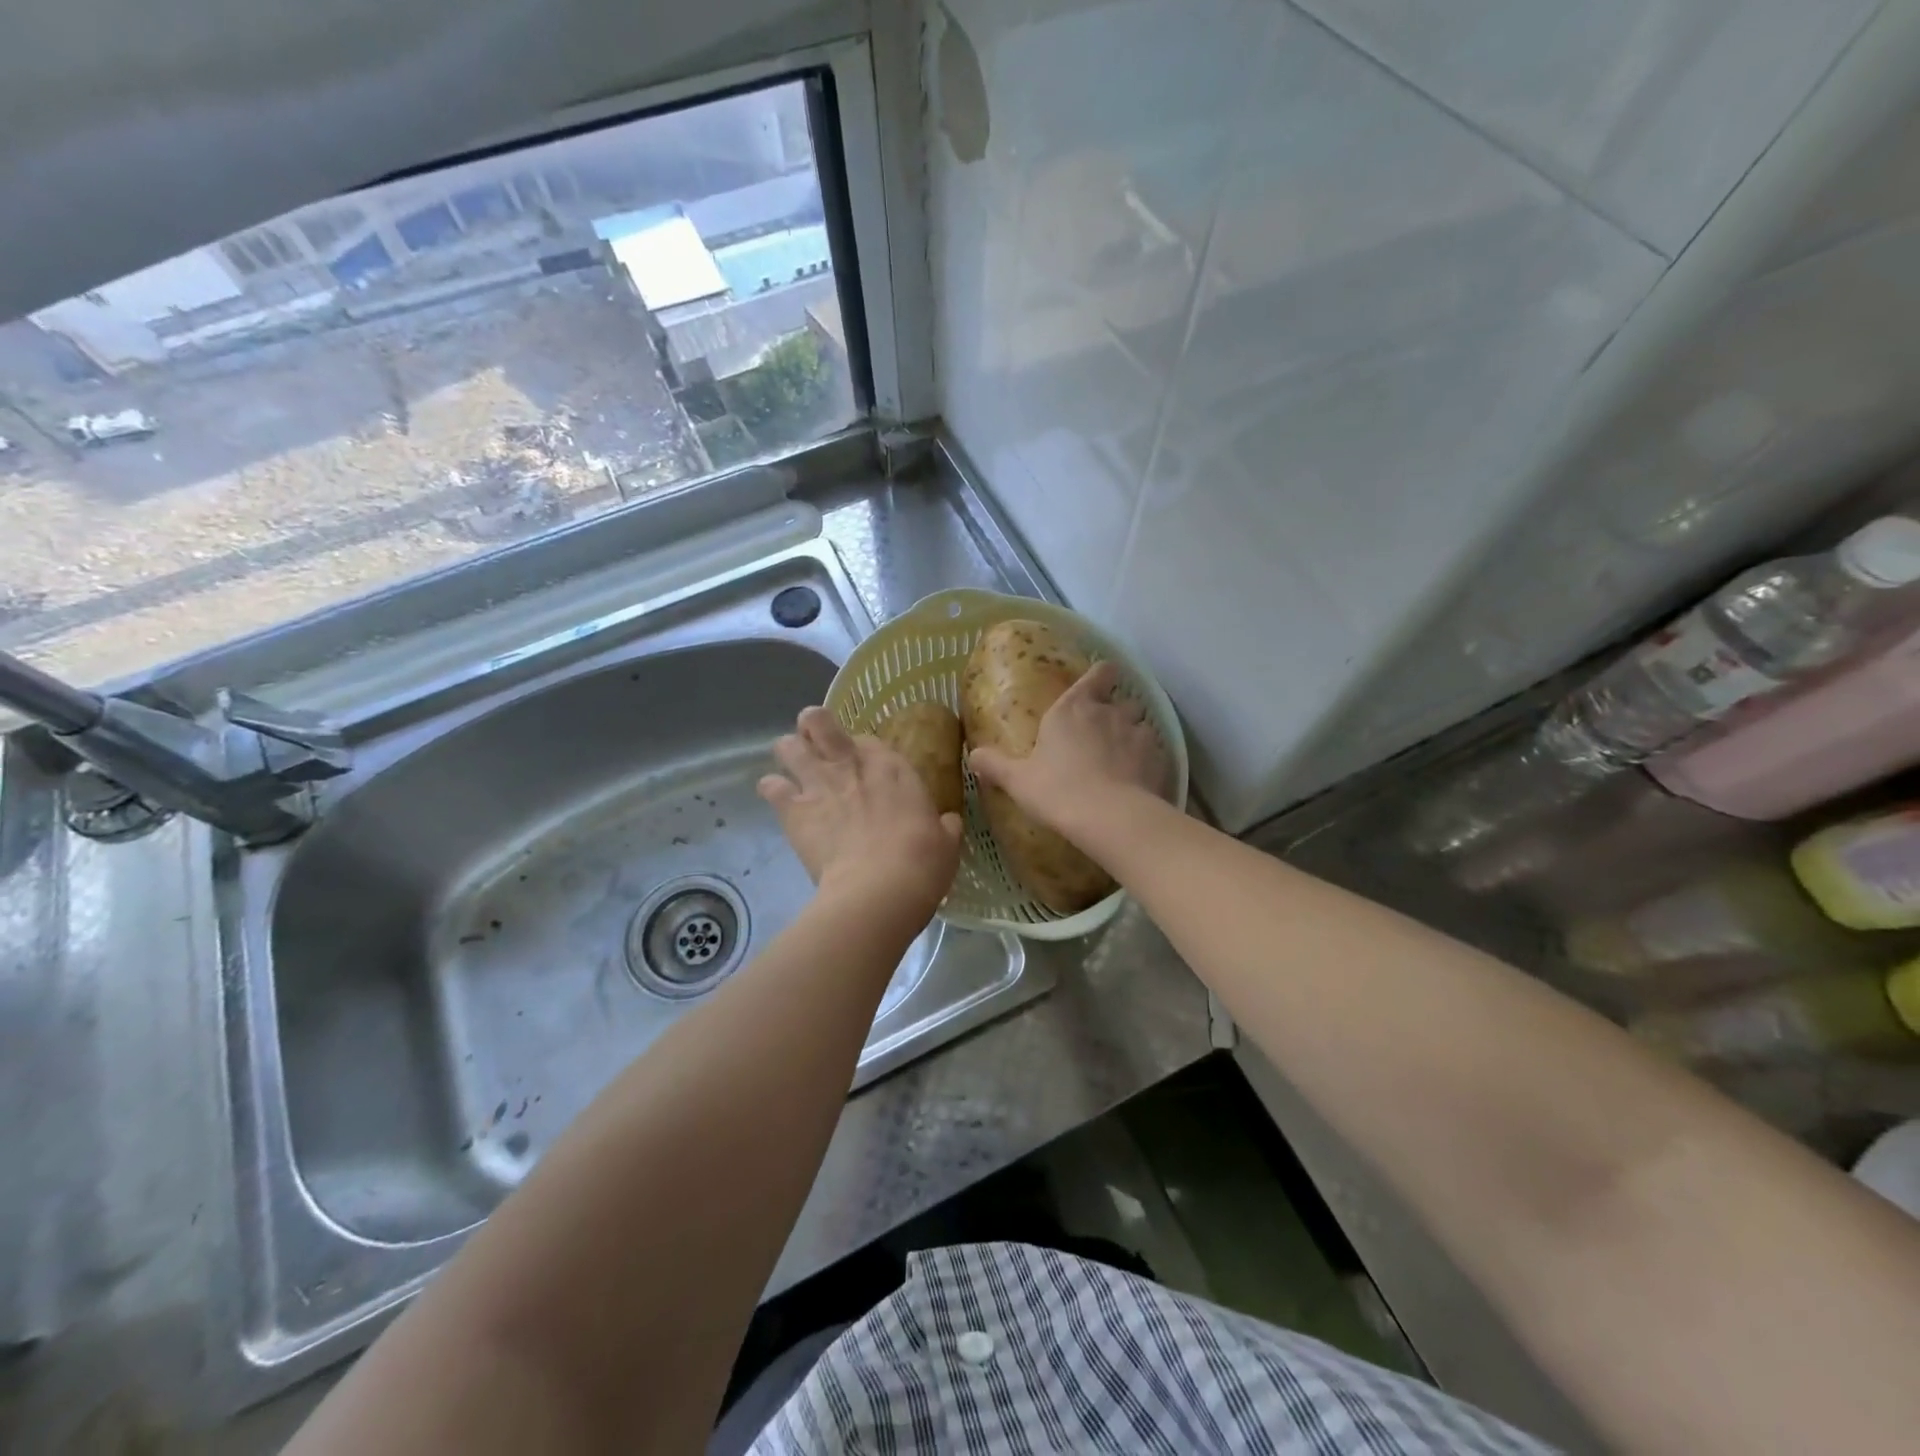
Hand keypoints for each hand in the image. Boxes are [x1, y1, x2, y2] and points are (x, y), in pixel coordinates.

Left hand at [758, 706, 963, 915]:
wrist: (880, 889)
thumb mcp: (947, 843)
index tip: (863, 767)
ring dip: (789, 754)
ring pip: (787, 746)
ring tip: (793, 768)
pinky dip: (772, 790)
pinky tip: (779, 799)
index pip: (868, 740)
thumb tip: (948, 823)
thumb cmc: (922, 863)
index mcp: (892, 767)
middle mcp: (851, 764)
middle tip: (817, 747)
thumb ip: (944, 827)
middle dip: (813, 728)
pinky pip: (770, 786)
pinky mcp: (793, 810)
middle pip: (819, 722)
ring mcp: (819, 783)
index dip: (861, 750)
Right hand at [969, 660, 1167, 835]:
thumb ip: (995, 765)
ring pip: (1142, 723)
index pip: (1098, 673)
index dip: (1101, 675)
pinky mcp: (1160, 758)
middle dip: (1117, 711)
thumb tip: (973, 755)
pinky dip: (1149, 760)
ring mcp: (1139, 733)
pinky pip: (1156, 752)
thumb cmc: (1058, 790)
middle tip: (1104, 733)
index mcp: (1073, 708)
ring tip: (1124, 757)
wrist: (1110, 818)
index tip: (1100, 682)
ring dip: (1134, 735)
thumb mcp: (1018, 780)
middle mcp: (1109, 712)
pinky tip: (1139, 779)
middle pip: (1122, 699)